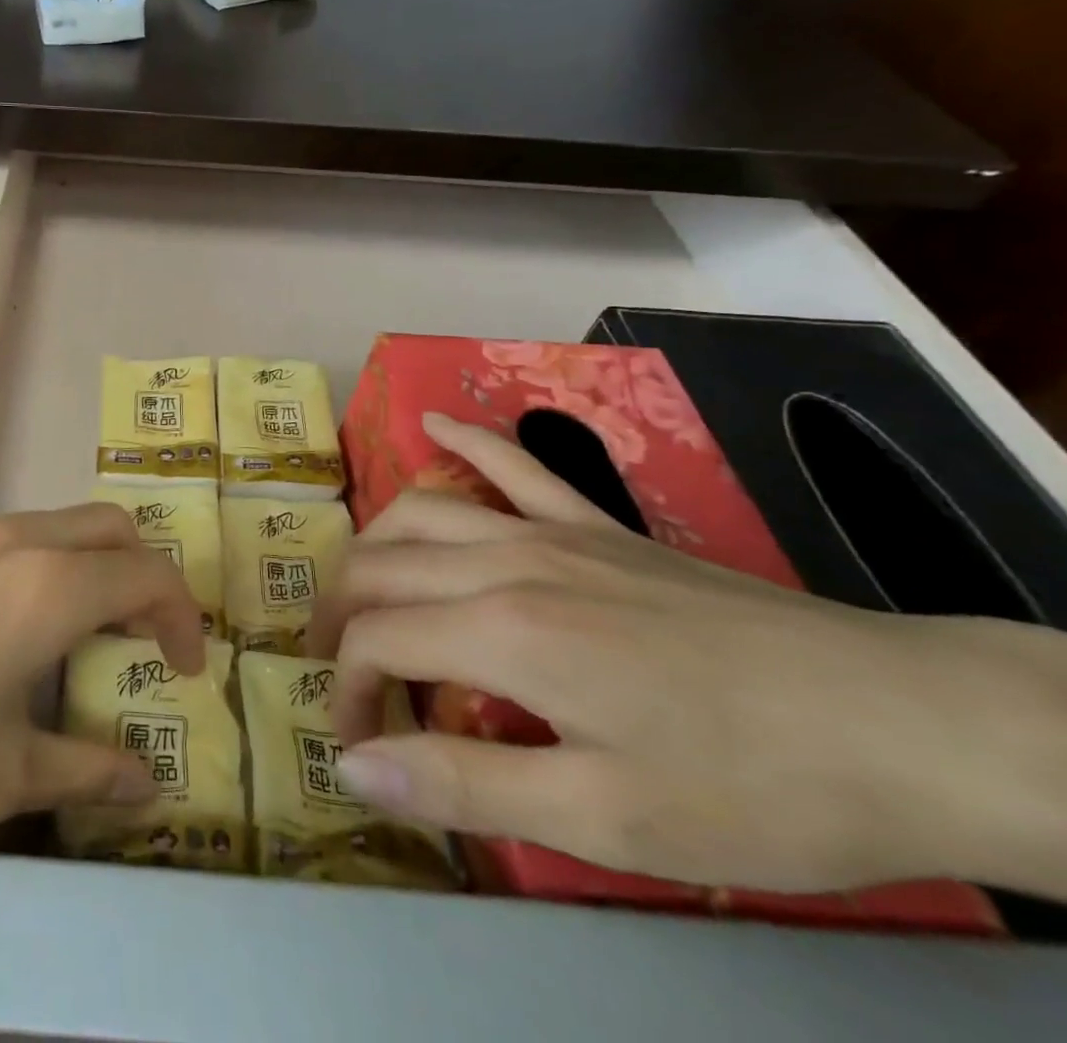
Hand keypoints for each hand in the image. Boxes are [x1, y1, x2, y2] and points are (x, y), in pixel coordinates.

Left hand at [0, 508, 204, 1042]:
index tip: (188, 672)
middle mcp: (12, 540)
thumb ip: (82, 770)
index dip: (183, 617)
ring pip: (56, 526)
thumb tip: (145, 784)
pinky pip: (7, 540)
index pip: (148, 574)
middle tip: (148, 643)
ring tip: (85, 641)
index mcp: (48, 585)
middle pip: (110, 528)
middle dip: (145, 576)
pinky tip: (9, 635)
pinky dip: (40, 568)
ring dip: (90, 567)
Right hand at [308, 415, 1066, 897]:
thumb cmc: (752, 787)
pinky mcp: (597, 525)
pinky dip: (464, 442)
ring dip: (374, 546)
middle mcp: (506, 561)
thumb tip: (354, 767)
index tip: (357, 742)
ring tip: (358, 588)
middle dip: (341, 618)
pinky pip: (514, 464)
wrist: (903, 724)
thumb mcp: (603, 819)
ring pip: (422, 512)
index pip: (377, 641)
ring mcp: (552, 530)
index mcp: (500, 631)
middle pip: (381, 567)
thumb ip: (463, 783)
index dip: (347, 689)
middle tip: (340, 671)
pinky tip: (431, 425)